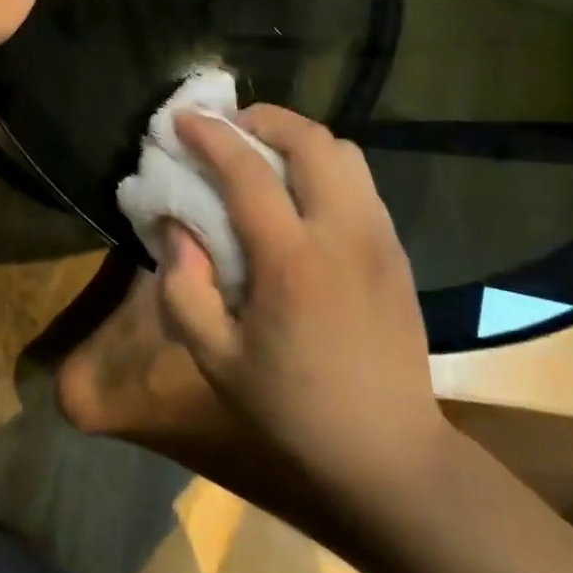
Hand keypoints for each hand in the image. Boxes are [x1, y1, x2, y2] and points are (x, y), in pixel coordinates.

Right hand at [156, 105, 450, 509]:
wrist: (389, 454)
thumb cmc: (292, 410)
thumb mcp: (215, 359)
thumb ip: (184, 287)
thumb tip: (175, 228)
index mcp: (293, 263)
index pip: (248, 172)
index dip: (210, 136)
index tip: (181, 118)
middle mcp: (343, 235)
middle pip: (311, 141)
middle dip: (263, 119)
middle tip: (227, 129)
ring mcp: (379, 238)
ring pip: (344, 152)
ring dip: (297, 138)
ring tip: (262, 155)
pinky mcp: (396, 250)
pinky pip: (359, 180)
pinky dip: (323, 164)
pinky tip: (298, 194)